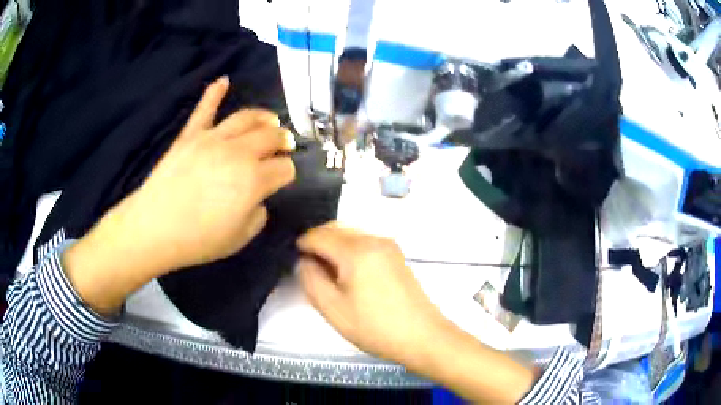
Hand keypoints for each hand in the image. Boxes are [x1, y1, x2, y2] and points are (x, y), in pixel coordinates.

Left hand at [63, 77, 295, 313]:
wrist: (155, 228)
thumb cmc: (199, 240)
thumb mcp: (240, 238)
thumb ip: (258, 214)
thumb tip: (257, 197)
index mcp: (254, 180)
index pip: (284, 168)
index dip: (288, 173)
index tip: (284, 179)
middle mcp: (239, 152)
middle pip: (271, 137)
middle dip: (284, 141)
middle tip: (285, 145)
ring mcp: (213, 139)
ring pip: (246, 117)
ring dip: (264, 117)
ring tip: (271, 120)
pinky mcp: (191, 135)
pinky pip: (205, 109)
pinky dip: (214, 92)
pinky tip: (223, 80)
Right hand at [296, 222, 446, 365]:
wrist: (422, 336)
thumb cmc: (375, 326)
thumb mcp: (333, 308)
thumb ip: (311, 279)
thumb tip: (305, 260)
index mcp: (357, 250)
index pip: (318, 234)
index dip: (302, 244)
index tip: (294, 260)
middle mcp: (374, 239)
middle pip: (335, 229)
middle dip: (317, 243)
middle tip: (308, 269)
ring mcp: (388, 246)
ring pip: (350, 235)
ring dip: (334, 247)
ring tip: (327, 274)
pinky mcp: (396, 255)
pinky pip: (364, 243)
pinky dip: (349, 251)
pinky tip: (348, 275)